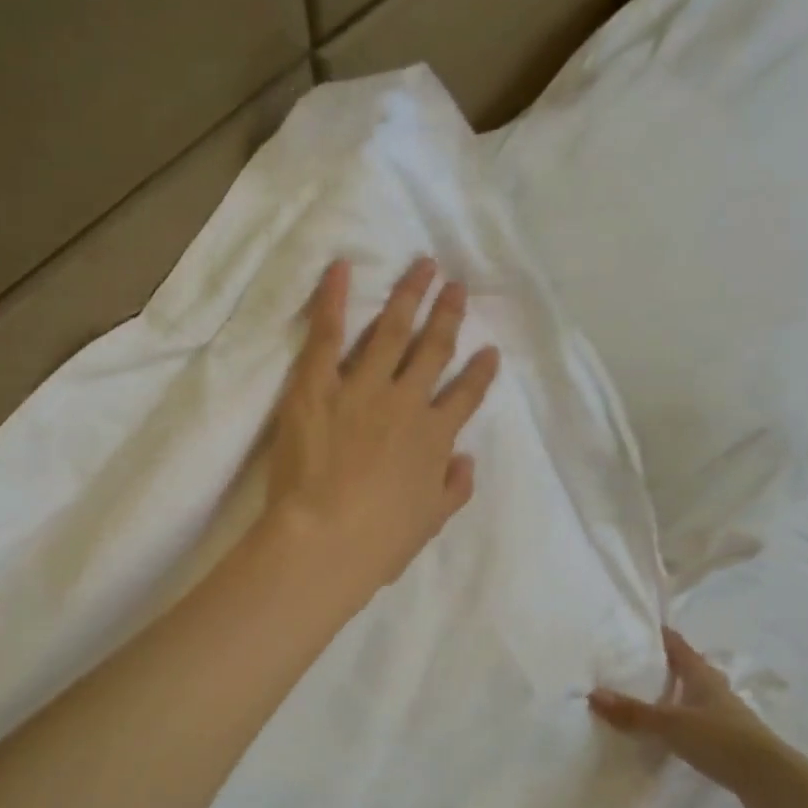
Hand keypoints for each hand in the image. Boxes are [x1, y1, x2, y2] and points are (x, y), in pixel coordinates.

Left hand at [262, 257, 499, 600]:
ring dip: (409, 296)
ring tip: (423, 266)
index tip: (489, 351)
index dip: (479, 372)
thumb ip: (453, 488)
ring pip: (392, 331)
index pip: (465, 396)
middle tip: (457, 287)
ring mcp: (363, 388)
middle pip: (433, 350)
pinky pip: (328, 335)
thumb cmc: (379, 542)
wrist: (325, 538)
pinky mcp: (318, 386)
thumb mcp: (430, 523)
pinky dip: (333, 299)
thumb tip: (465, 460)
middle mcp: (406, 402)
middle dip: (448, 316)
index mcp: (435, 438)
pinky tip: (340, 268)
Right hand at [589, 627, 807, 807]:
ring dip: (674, 695)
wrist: (773, 782)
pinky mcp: (729, 743)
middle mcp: (715, 691)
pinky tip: (667, 733)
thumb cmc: (722, 740)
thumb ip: (633, 712)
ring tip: (645, 697)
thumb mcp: (671, 724)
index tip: (639, 628)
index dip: (661, 636)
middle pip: (688, 670)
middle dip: (665, 665)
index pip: (679, 647)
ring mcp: (725, 717)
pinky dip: (680, 722)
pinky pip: (697, 723)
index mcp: (703, 677)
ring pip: (694, 697)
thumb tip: (592, 694)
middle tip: (634, 663)